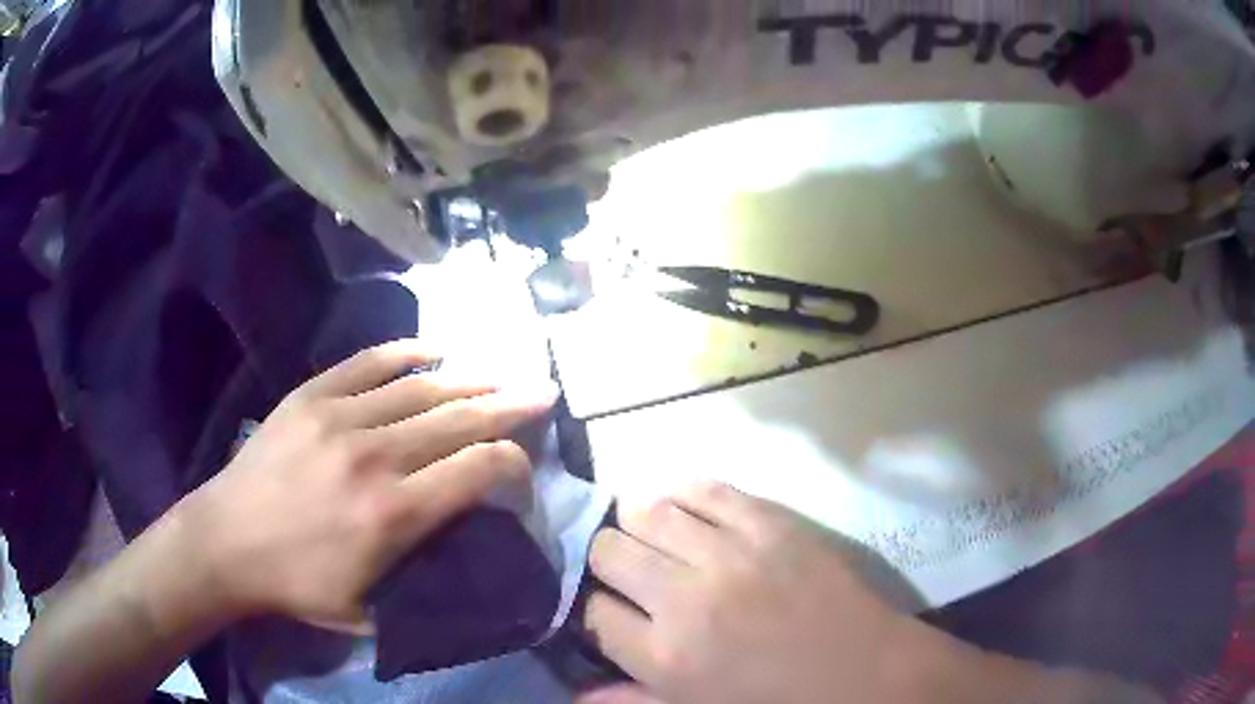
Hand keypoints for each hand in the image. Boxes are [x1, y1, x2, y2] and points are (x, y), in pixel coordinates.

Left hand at [178, 340, 558, 632]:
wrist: (226, 541)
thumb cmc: (298, 585)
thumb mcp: (371, 611)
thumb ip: (424, 583)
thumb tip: (466, 551)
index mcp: (393, 515)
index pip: (476, 470)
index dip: (513, 463)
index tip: (522, 469)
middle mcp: (375, 456)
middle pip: (458, 420)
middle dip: (509, 406)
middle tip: (543, 392)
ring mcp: (340, 417)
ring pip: (421, 388)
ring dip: (468, 380)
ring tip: (499, 375)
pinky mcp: (311, 395)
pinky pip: (370, 363)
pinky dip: (408, 352)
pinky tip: (436, 350)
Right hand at [581, 483, 960, 703]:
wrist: (865, 670)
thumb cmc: (778, 702)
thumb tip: (575, 695)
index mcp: (665, 656)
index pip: (590, 611)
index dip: (594, 609)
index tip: (612, 612)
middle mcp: (685, 597)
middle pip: (607, 551)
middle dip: (610, 565)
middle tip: (635, 577)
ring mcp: (729, 552)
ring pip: (644, 511)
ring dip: (640, 528)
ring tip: (657, 544)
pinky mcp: (768, 521)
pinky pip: (701, 487)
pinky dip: (683, 497)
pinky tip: (688, 516)